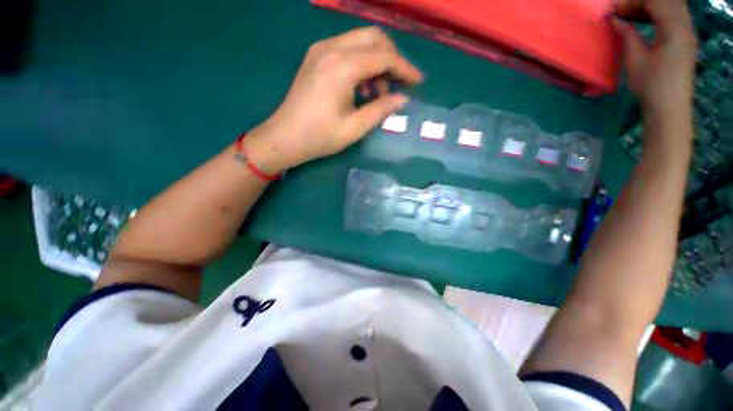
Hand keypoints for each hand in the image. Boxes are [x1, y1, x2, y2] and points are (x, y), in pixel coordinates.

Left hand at [245, 27, 422, 173]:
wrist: (284, 137)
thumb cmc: (320, 137)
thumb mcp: (355, 128)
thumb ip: (381, 110)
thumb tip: (402, 99)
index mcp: (342, 67)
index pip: (384, 56)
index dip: (405, 68)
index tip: (418, 81)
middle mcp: (331, 48)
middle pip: (373, 38)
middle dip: (392, 58)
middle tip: (399, 83)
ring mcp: (321, 50)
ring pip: (360, 41)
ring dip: (376, 61)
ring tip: (378, 92)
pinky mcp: (316, 57)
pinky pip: (347, 49)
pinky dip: (361, 63)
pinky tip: (361, 87)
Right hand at [611, 0, 696, 121]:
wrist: (670, 108)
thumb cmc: (651, 85)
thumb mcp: (635, 59)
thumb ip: (628, 35)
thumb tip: (616, 20)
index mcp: (674, 28)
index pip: (654, 1)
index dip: (631, 2)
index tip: (612, 11)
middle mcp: (685, 25)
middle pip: (666, 0)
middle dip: (641, 2)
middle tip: (622, 12)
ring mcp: (688, 32)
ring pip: (672, 6)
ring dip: (651, 6)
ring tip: (631, 15)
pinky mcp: (686, 40)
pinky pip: (674, 16)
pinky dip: (659, 13)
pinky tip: (645, 21)